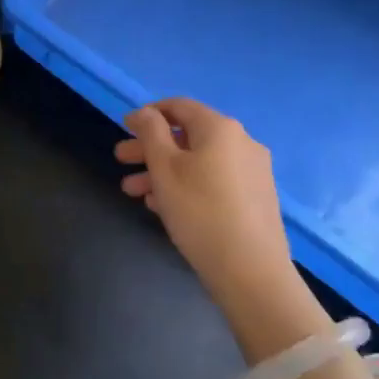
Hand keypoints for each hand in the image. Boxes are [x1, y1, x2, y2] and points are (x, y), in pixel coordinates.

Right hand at [115, 98, 292, 313]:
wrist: (251, 271)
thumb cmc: (199, 211)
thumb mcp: (164, 167)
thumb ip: (150, 132)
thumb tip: (144, 112)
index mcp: (220, 128)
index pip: (179, 106)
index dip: (148, 114)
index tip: (124, 129)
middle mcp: (242, 142)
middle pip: (187, 136)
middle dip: (150, 147)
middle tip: (121, 161)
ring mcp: (253, 171)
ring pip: (199, 162)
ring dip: (164, 171)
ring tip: (135, 192)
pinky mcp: (256, 198)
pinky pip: (214, 180)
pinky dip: (187, 185)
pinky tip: (165, 207)